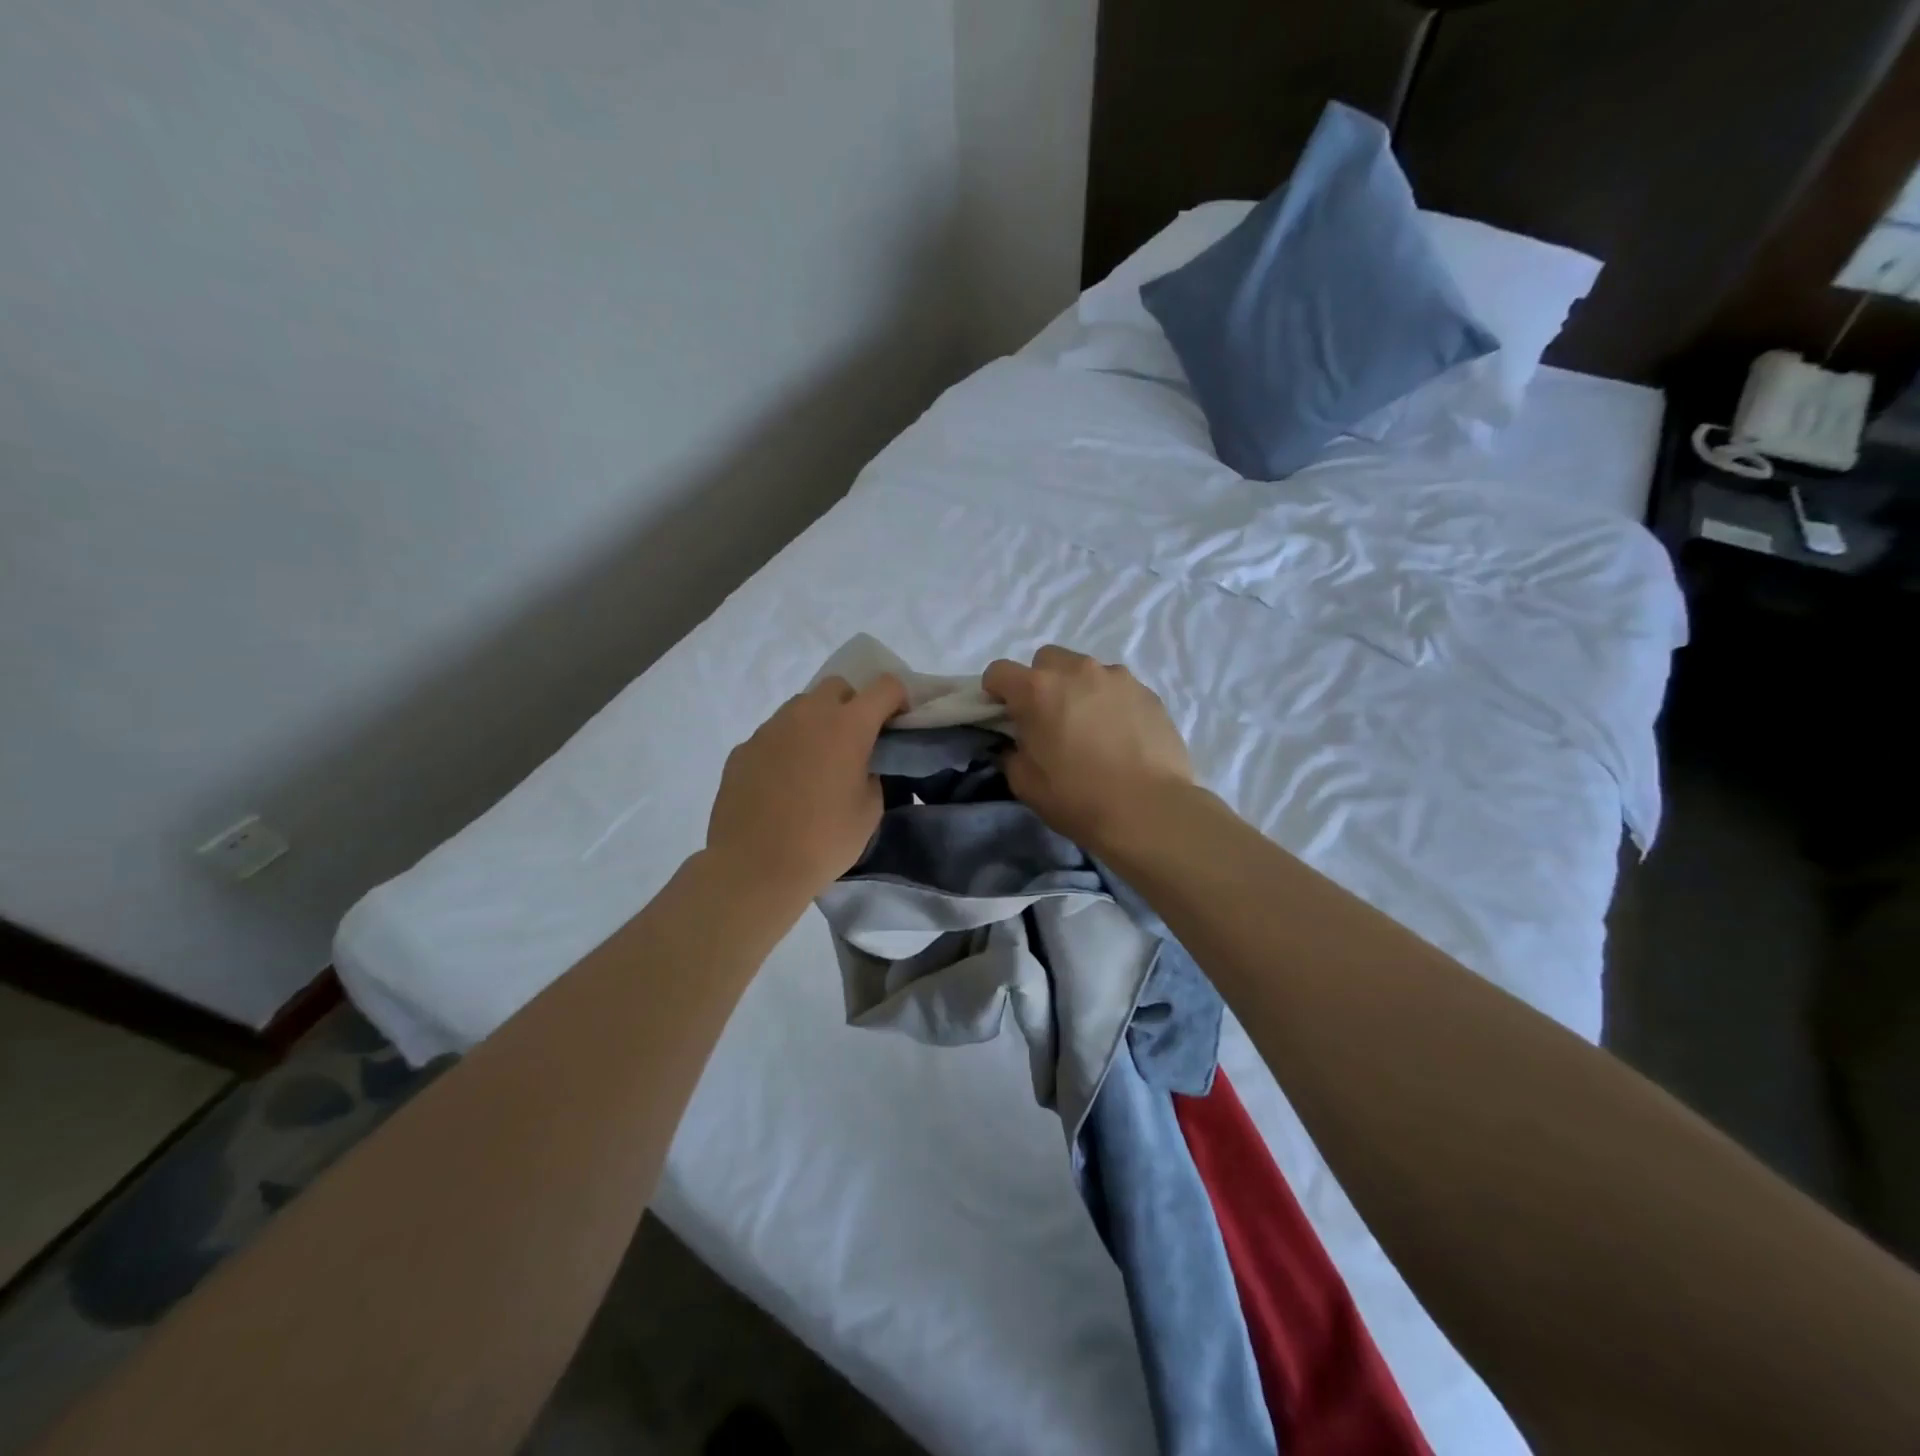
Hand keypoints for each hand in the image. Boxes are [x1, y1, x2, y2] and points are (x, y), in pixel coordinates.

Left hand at [706, 674, 908, 897]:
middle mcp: (808, 715)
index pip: (885, 686)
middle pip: (838, 687)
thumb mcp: (869, 810)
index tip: (897, 724)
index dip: (897, 699)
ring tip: (816, 765)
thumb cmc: (824, 840)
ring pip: (801, 708)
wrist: (755, 866)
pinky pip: (773, 735)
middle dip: (852, 706)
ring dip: (816, 725)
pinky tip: (783, 785)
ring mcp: (770, 729)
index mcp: (848, 725)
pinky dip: (786, 748)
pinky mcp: (743, 748)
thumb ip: (871, 774)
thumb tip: (859, 766)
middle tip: (855, 743)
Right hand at [982, 646, 1193, 852]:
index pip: (999, 671)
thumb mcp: (1025, 784)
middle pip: (1045, 660)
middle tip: (1049, 719)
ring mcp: (1116, 677)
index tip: (1004, 716)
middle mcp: (1076, 671)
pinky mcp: (1147, 691)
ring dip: (1078, 689)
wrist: (1148, 810)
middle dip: (1040, 683)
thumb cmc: (1078, 798)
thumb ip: (1012, 753)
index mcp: (1037, 690)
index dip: (995, 692)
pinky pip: (1117, 687)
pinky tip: (1120, 734)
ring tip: (1090, 727)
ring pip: (1085, 670)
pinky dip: (1110, 702)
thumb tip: (1016, 744)